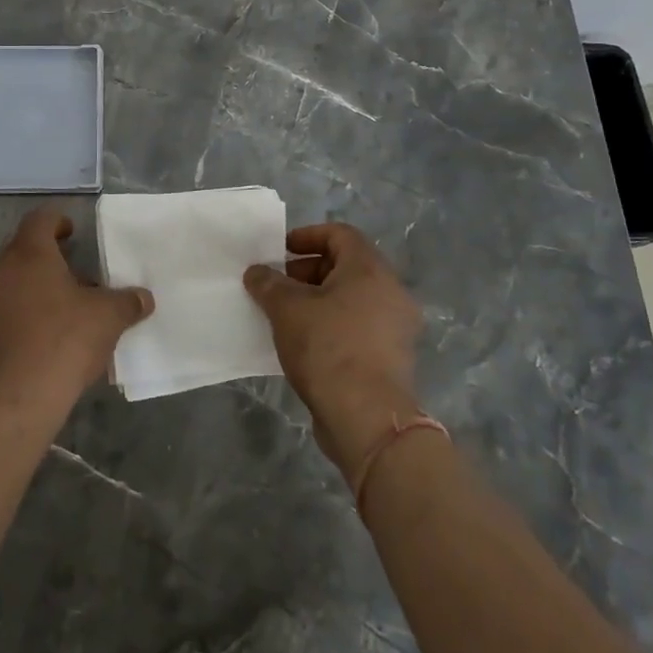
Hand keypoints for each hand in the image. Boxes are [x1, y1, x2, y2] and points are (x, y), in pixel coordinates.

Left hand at [0, 209, 153, 405]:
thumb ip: (127, 302)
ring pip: (9, 282)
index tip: (73, 233)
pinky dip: (19, 315)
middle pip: (23, 251)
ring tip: (61, 310)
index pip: (40, 220)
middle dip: (48, 260)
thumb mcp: (107, 317)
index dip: (58, 222)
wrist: (16, 398)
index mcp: (28, 253)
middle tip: (75, 276)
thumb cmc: (64, 340)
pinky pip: (0, 312)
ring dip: (32, 289)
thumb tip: (144, 298)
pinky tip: (40, 338)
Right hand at [243, 223, 423, 484]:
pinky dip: (332, 325)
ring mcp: (396, 328)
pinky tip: (304, 343)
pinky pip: (358, 327)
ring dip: (318, 301)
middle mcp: (391, 292)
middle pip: (346, 266)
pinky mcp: (392, 358)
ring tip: (285, 316)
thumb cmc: (327, 348)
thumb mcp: (287, 309)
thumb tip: (257, 272)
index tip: (280, 251)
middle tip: (277, 286)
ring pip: (352, 299)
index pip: (340, 234)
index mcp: (370, 270)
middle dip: (308, 271)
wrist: (367, 418)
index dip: (307, 236)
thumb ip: (269, 283)